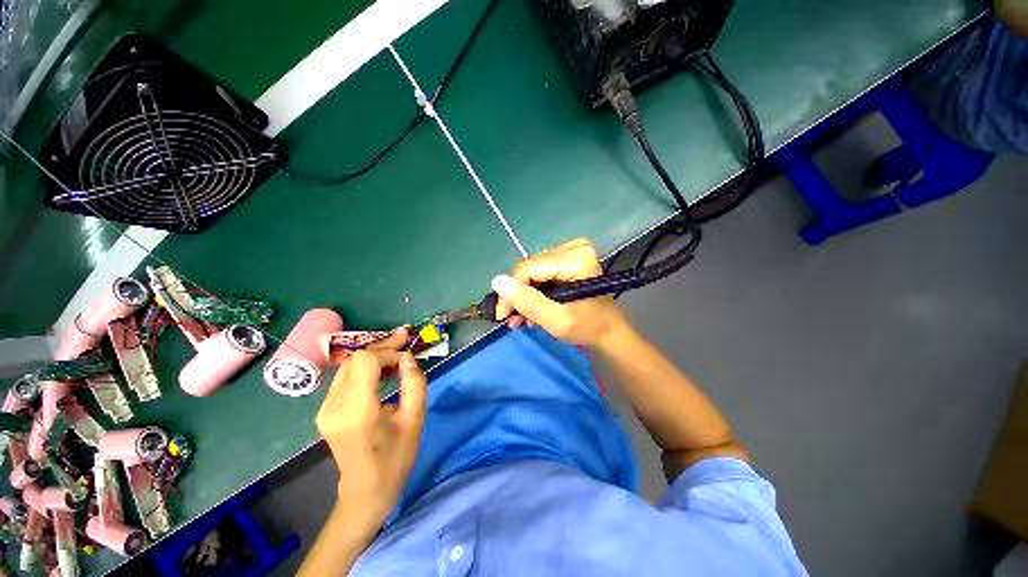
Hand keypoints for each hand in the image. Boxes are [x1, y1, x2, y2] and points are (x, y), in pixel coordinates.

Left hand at [314, 328, 425, 526]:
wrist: (365, 492)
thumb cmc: (396, 459)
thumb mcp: (414, 420)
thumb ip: (414, 384)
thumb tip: (408, 358)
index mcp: (357, 412)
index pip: (365, 362)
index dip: (388, 352)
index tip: (408, 357)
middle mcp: (333, 407)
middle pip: (355, 360)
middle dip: (382, 347)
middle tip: (405, 339)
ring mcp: (325, 409)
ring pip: (349, 366)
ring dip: (374, 356)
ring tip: (398, 353)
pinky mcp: (325, 411)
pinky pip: (346, 378)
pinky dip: (366, 368)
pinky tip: (383, 370)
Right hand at [492, 238, 632, 347]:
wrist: (607, 331)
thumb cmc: (587, 328)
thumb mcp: (556, 320)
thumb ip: (527, 302)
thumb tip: (497, 281)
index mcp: (577, 259)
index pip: (529, 268)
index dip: (511, 290)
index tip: (501, 314)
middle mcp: (574, 248)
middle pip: (530, 268)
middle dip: (518, 295)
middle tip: (512, 318)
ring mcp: (571, 251)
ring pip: (532, 271)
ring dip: (524, 295)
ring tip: (521, 318)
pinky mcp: (568, 257)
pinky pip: (540, 271)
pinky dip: (533, 291)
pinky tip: (531, 308)